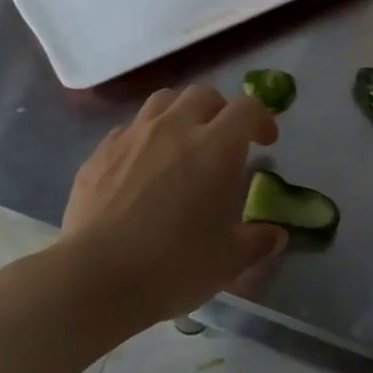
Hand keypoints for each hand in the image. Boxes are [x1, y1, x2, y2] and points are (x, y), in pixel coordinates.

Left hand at [61, 85, 286, 323]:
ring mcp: (133, 136)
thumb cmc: (174, 265)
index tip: (266, 141)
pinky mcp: (100, 152)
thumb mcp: (230, 260)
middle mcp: (175, 128)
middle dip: (221, 110)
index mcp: (216, 146)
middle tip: (225, 141)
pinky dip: (145, 137)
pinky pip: (129, 128)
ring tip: (183, 142)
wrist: (96, 278)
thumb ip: (258, 241)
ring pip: (163, 101)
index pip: (246, 108)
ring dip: (181, 113)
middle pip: (204, 95)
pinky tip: (143, 167)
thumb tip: (275, 235)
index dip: (261, 119)